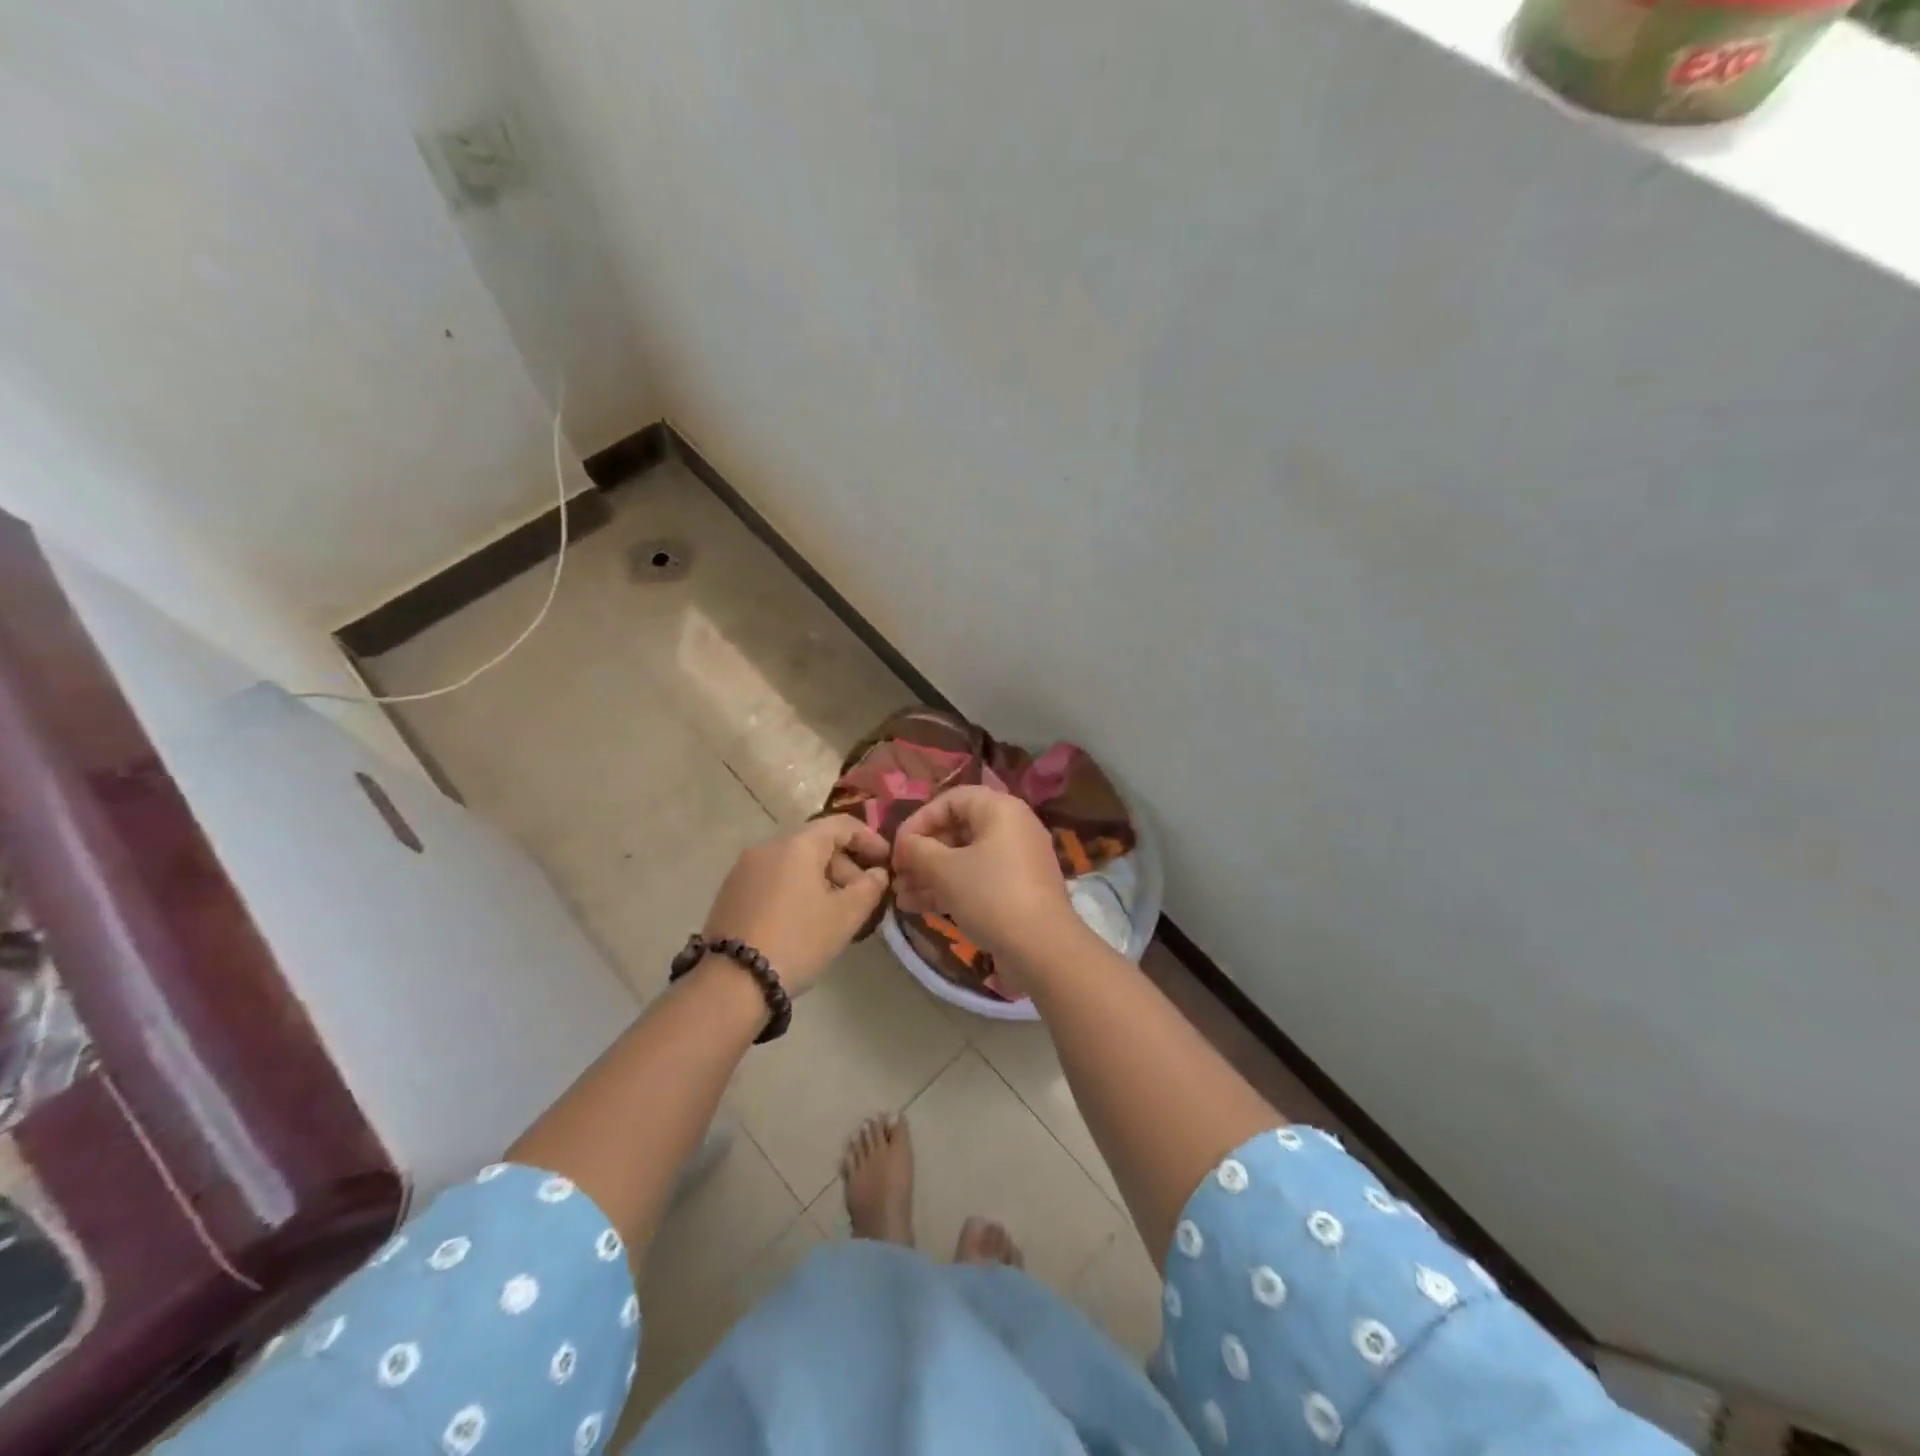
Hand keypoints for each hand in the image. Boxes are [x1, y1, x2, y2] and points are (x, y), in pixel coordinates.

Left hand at [703, 817, 891, 994]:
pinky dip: (796, 889)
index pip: (841, 825)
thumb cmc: (798, 941)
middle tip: (863, 896)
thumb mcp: (845, 916)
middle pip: (816, 843)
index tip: (887, 862)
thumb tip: (877, 873)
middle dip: (846, 865)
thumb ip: (869, 888)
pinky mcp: (730, 893)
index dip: (869, 839)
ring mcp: (744, 870)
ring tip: (835, 913)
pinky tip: (804, 920)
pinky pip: (774, 879)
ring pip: (794, 863)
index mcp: (797, 845)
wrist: (732, 983)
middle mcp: (768, 847)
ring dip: (821, 879)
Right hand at [893, 787, 1075, 962]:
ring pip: (965, 859)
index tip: (896, 847)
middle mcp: (1012, 828)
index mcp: (1000, 809)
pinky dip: (950, 888)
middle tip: (897, 874)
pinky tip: (917, 907)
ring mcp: (1017, 861)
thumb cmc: (990, 895)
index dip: (919, 820)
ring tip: (900, 895)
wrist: (1042, 948)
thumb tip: (904, 844)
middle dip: (922, 853)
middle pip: (957, 830)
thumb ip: (917, 850)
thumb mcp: (945, 870)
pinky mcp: (1017, 890)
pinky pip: (977, 879)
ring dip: (930, 874)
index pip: (950, 800)